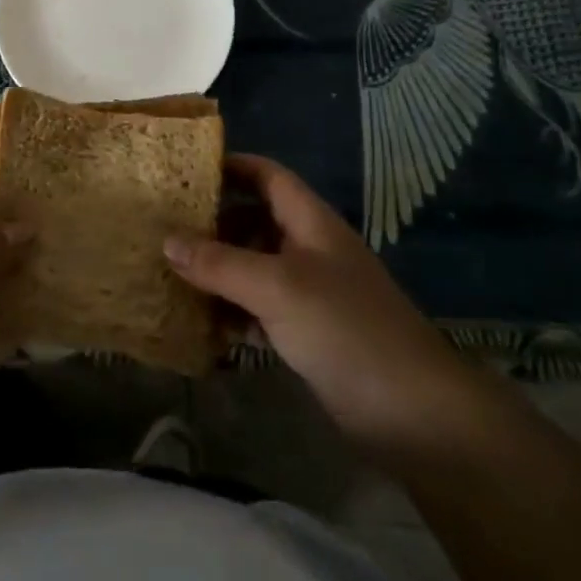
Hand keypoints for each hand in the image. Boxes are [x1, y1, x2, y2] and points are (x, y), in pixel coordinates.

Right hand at [164, 153, 495, 465]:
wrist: (415, 413)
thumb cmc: (345, 328)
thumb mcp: (276, 287)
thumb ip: (219, 263)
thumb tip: (166, 240)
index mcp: (310, 222)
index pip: (267, 176)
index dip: (231, 166)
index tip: (186, 170)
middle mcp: (309, 249)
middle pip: (255, 221)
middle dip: (213, 224)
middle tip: (166, 228)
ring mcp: (311, 292)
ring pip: (254, 267)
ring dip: (218, 271)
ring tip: (171, 275)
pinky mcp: (309, 333)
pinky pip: (260, 309)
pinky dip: (232, 311)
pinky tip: (201, 324)